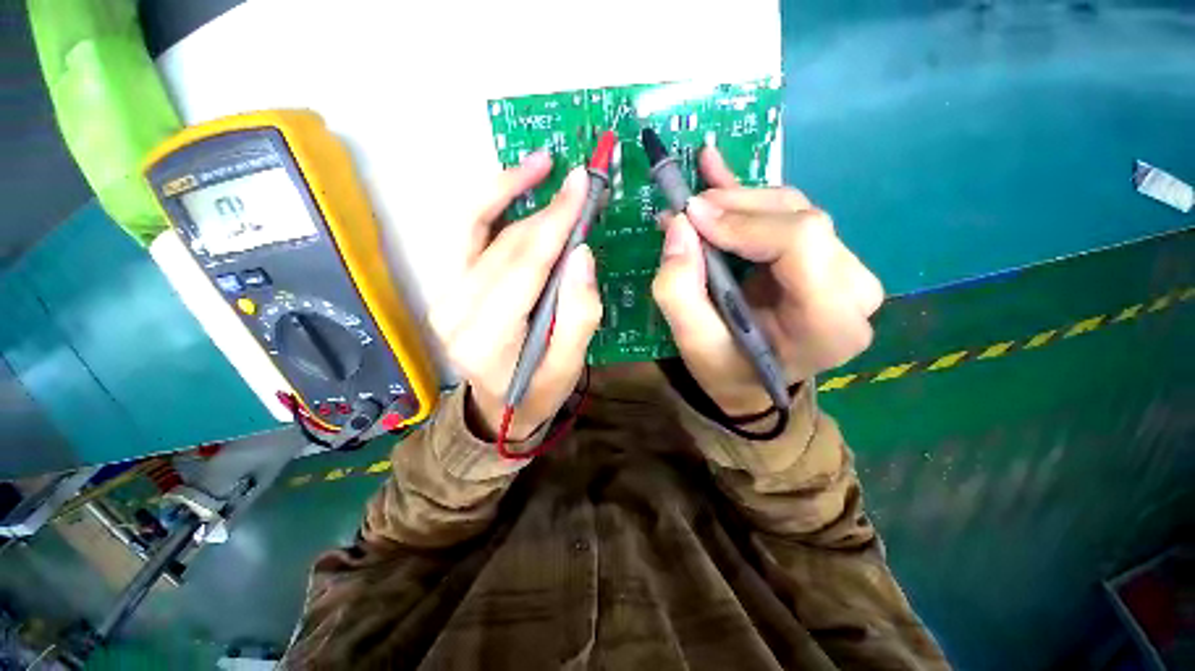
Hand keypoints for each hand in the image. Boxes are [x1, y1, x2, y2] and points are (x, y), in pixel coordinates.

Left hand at [430, 152, 602, 440]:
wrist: (497, 409)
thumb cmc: (538, 391)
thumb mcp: (569, 364)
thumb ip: (579, 313)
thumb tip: (581, 253)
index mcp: (488, 337)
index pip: (525, 265)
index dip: (555, 221)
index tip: (582, 184)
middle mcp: (455, 311)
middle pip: (505, 245)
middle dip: (545, 209)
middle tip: (578, 181)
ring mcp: (444, 296)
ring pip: (476, 227)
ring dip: (508, 190)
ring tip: (541, 164)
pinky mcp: (446, 287)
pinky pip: (466, 234)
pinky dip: (489, 204)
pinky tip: (513, 185)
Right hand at [652, 146, 884, 414]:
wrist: (750, 381)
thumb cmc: (726, 370)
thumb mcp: (693, 343)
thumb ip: (679, 290)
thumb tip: (679, 224)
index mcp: (829, 325)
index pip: (800, 242)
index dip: (742, 222)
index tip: (691, 217)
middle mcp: (853, 292)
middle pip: (799, 219)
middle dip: (734, 207)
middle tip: (686, 209)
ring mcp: (845, 270)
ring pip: (792, 210)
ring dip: (737, 201)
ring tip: (695, 202)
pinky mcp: (826, 257)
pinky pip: (790, 213)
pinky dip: (751, 194)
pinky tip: (719, 168)